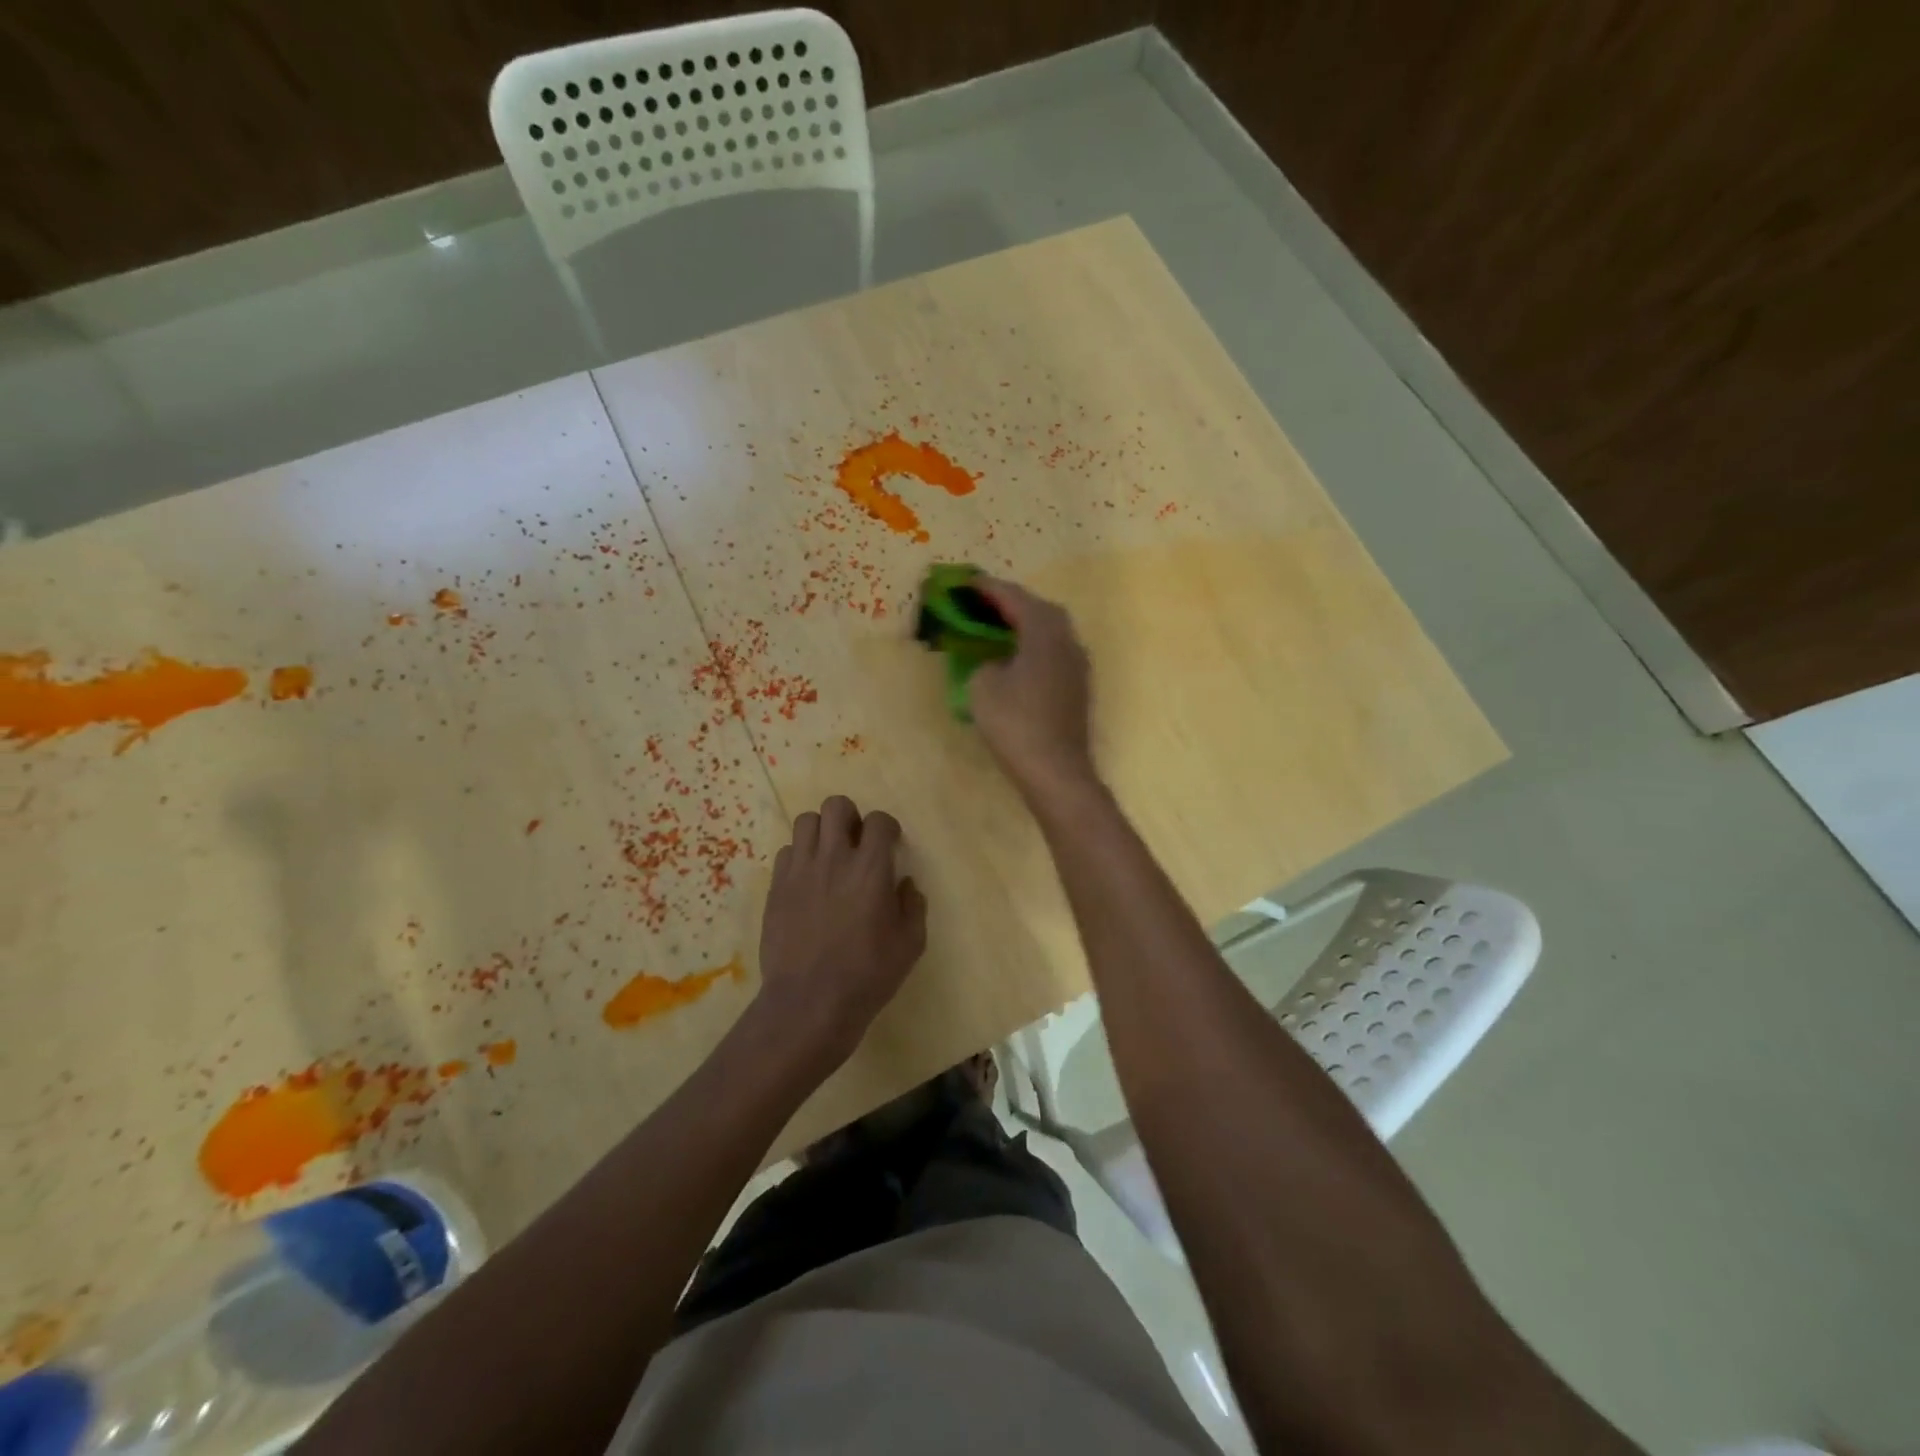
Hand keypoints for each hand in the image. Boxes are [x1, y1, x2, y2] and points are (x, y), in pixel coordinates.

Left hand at [757, 795, 927, 1070]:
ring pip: (806, 821)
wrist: (809, 1003)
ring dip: (821, 832)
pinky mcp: (776, 887)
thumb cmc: (868, 975)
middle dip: (850, 817)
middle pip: (836, 805)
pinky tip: (807, 881)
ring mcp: (800, 870)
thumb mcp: (910, 944)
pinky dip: (799, 857)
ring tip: (829, 856)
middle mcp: (834, 858)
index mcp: (871, 868)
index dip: (888, 828)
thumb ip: (913, 906)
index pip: (879, 820)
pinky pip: (786, 852)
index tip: (890, 845)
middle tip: (856, 844)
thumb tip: (905, 884)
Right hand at [968, 577, 1097, 800]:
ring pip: (1050, 630)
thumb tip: (995, 663)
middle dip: (1010, 602)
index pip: (1014, 597)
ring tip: (996, 628)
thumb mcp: (982, 686)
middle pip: (1039, 608)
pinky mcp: (1078, 687)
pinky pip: (1053, 652)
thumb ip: (984, 662)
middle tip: (982, 604)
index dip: (987, 588)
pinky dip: (1032, 646)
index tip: (966, 582)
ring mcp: (1077, 664)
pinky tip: (1015, 659)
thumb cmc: (1016, 723)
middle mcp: (1067, 639)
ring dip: (1024, 624)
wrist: (1055, 770)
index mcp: (1044, 631)